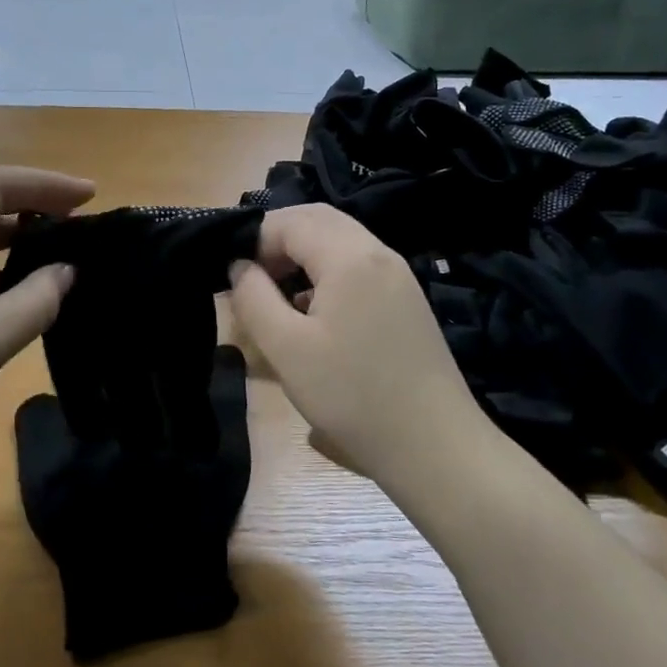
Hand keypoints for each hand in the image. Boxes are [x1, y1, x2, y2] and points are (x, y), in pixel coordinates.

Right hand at [229, 204, 486, 489]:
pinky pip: (359, 265)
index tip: (232, 275)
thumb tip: (239, 266)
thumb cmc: (352, 396)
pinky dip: (328, 272)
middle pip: (319, 220)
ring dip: (303, 255)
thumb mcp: (287, 350)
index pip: (291, 221)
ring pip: (341, 241)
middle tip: (250, 276)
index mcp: (350, 257)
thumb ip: (254, 299)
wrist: (435, 446)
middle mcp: (378, 253)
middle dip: (278, 239)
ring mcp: (399, 276)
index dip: (255, 239)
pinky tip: (313, 313)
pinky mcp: (407, 300)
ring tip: (276, 294)